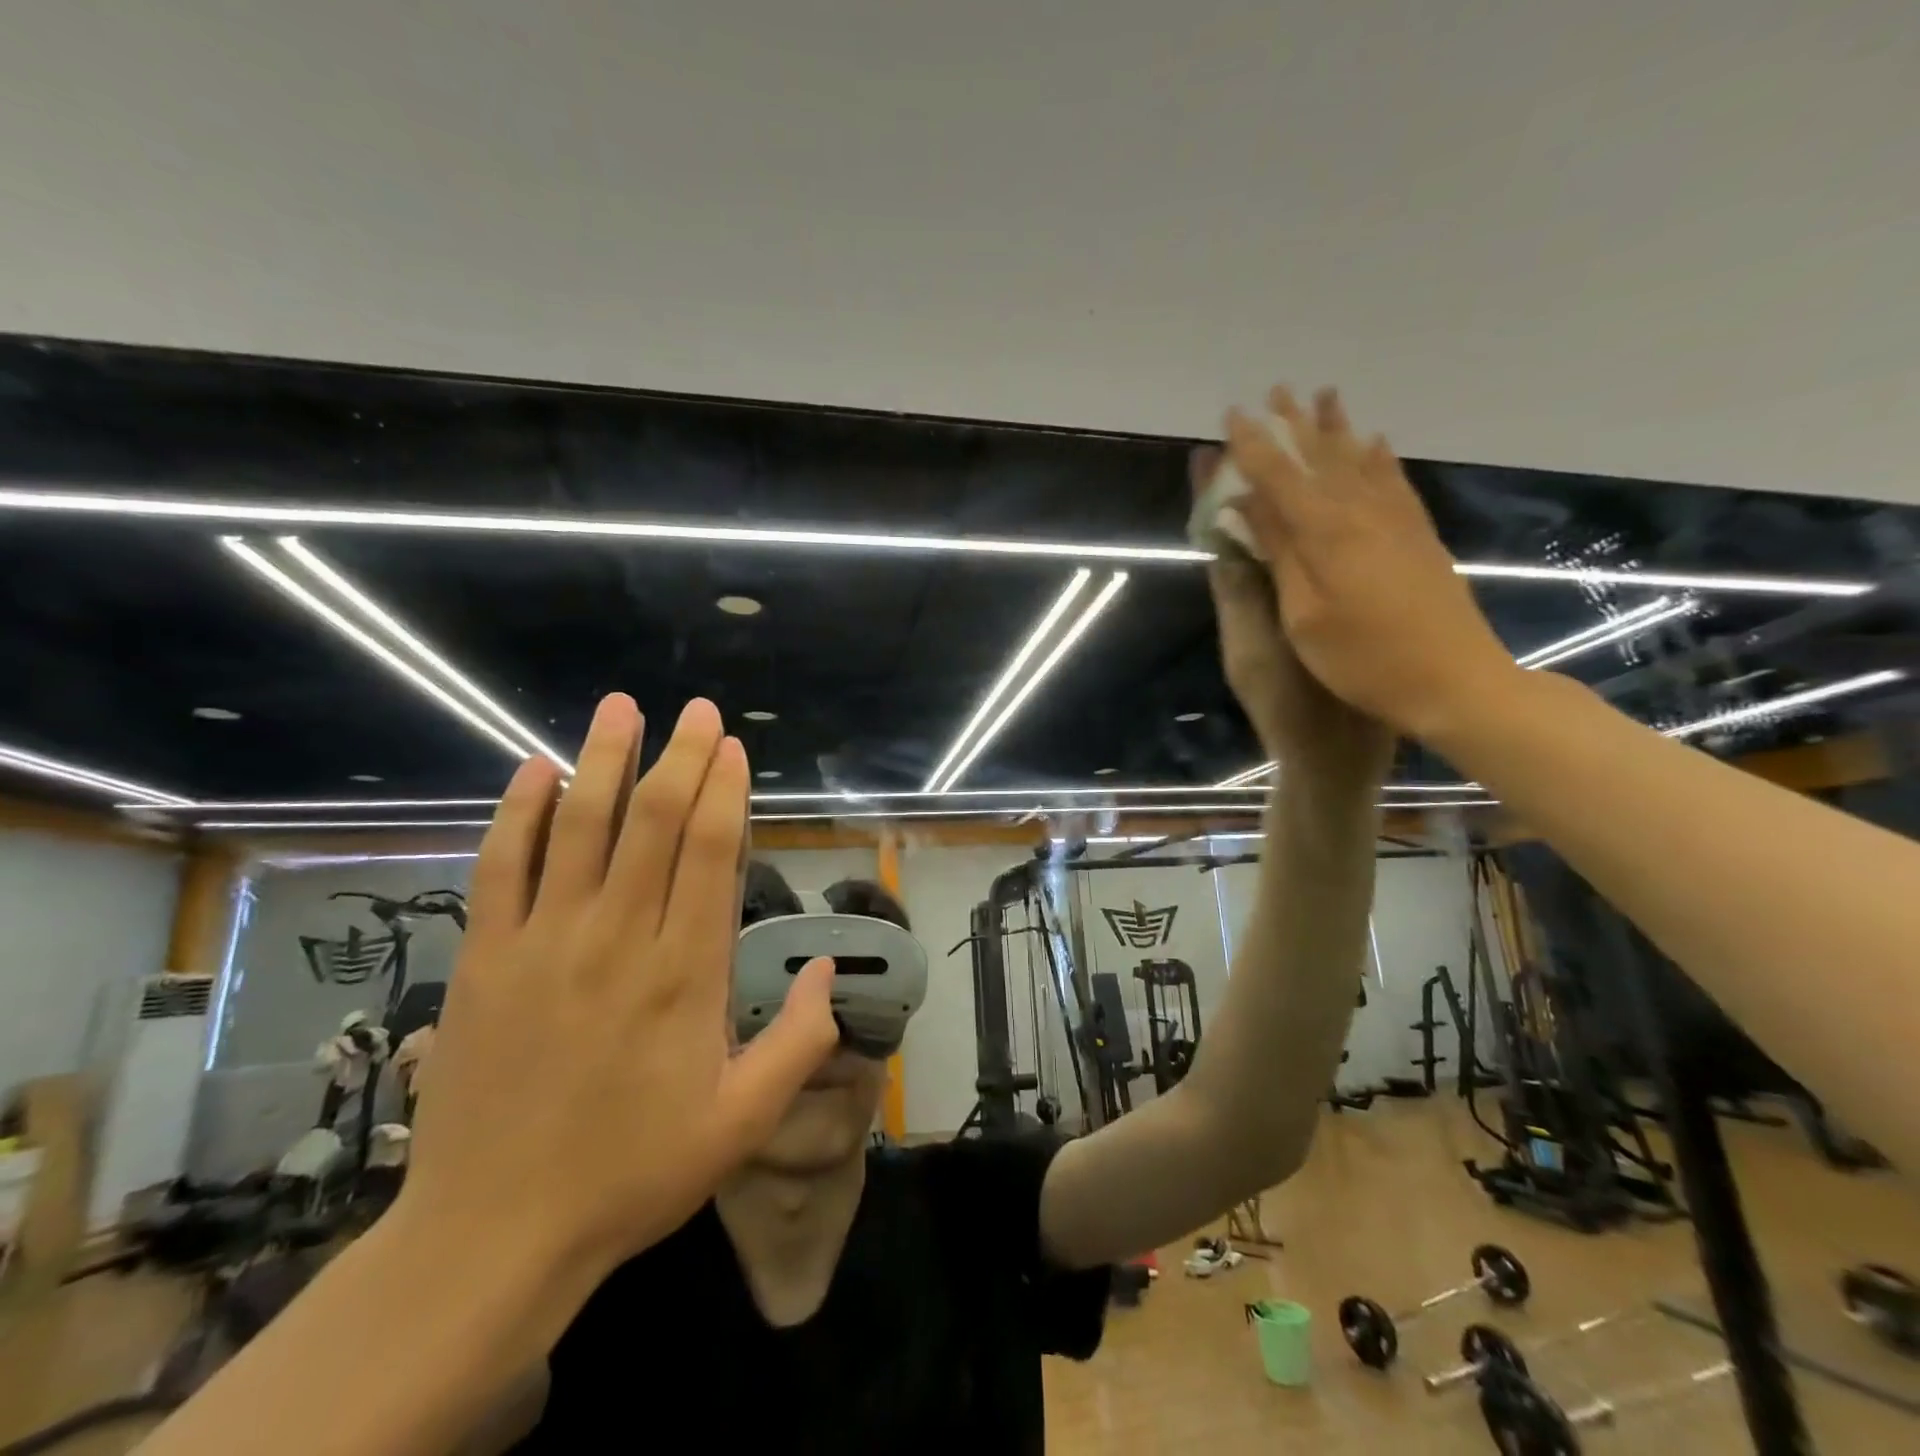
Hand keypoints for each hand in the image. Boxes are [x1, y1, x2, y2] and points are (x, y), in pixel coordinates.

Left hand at [400, 694, 837, 1277]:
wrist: (494, 1236)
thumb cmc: (632, 1173)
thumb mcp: (742, 1123)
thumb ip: (798, 1041)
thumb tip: (829, 968)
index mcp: (684, 974)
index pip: (708, 854)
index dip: (723, 791)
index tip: (731, 747)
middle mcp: (617, 940)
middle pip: (650, 824)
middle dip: (678, 757)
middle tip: (695, 710)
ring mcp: (543, 944)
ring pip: (577, 829)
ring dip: (602, 760)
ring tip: (620, 707)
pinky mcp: (484, 960)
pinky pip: (500, 868)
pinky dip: (517, 814)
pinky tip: (534, 770)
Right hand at [1222, 387, 1517, 742]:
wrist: (1452, 680)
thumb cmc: (1362, 659)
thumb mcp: (1304, 615)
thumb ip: (1281, 553)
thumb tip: (1251, 505)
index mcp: (1326, 534)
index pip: (1279, 477)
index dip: (1251, 446)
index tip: (1230, 417)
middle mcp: (1362, 514)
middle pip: (1321, 457)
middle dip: (1293, 425)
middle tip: (1274, 392)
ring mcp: (1396, 522)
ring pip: (1359, 461)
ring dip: (1336, 428)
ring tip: (1323, 397)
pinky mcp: (1418, 536)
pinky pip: (1394, 481)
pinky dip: (1379, 457)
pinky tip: (1374, 443)